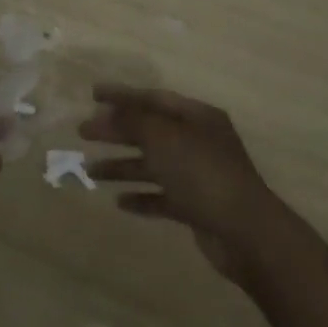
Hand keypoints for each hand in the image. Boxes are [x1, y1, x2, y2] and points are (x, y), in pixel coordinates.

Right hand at [81, 84, 293, 284]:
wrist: (245, 232)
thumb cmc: (203, 173)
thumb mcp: (164, 138)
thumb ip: (134, 121)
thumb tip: (109, 112)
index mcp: (197, 117)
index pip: (154, 98)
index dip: (123, 95)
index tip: (93, 94)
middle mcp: (198, 141)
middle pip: (150, 131)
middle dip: (116, 131)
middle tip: (82, 132)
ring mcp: (198, 175)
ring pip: (153, 165)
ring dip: (122, 166)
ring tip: (89, 170)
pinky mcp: (196, 207)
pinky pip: (162, 197)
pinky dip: (141, 197)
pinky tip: (119, 202)